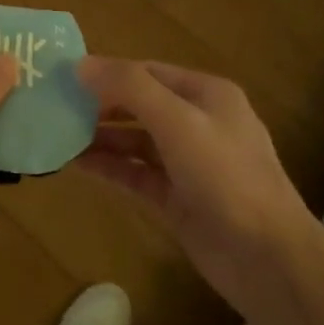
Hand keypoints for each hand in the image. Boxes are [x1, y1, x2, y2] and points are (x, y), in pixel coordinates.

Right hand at [75, 57, 315, 314]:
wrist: (269, 260)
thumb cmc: (227, 177)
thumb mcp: (178, 122)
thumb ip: (129, 88)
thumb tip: (80, 64)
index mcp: (206, 94)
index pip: (146, 72)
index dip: (106, 72)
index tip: (63, 77)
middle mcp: (197, 122)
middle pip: (139, 105)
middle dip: (99, 105)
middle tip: (54, 108)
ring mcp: (188, 163)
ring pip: (134, 141)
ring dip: (99, 138)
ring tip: (56, 136)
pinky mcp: (178, 198)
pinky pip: (136, 173)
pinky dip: (109, 167)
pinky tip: (75, 165)